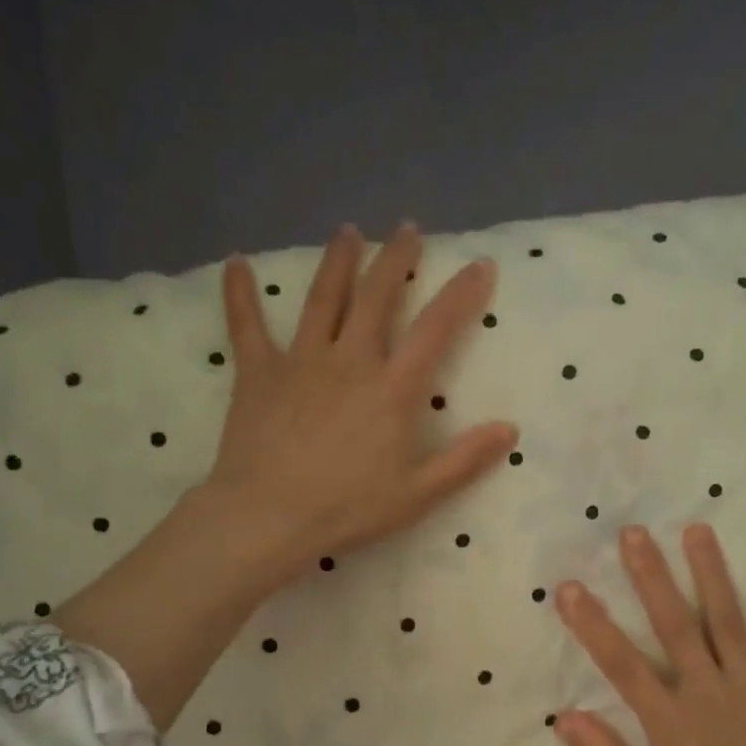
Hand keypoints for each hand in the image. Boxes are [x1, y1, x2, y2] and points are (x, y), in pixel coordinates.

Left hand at [59, 223, 513, 733]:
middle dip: (395, 259)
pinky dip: (240, 293)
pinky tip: (236, 263)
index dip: (461, 293)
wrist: (269, 516)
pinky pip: (247, 324)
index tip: (479, 265)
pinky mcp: (258, 373)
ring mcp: (300, 360)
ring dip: (338, 261)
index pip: (436, 328)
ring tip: (348, 231)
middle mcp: (350, 359)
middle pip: (376, 295)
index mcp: (392, 388)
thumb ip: (464, 459)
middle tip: (407, 230)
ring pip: (322, 298)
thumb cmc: (348, 509)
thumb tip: (509, 428)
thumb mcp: (418, 493)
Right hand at [552, 523, 745, 745]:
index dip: (592, 625)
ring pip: (727, 622)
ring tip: (698, 530)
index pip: (622, 664)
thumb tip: (563, 717)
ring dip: (711, 575)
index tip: (568, 588)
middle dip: (651, 578)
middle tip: (633, 533)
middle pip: (674, 626)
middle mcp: (708, 692)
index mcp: (670, 720)